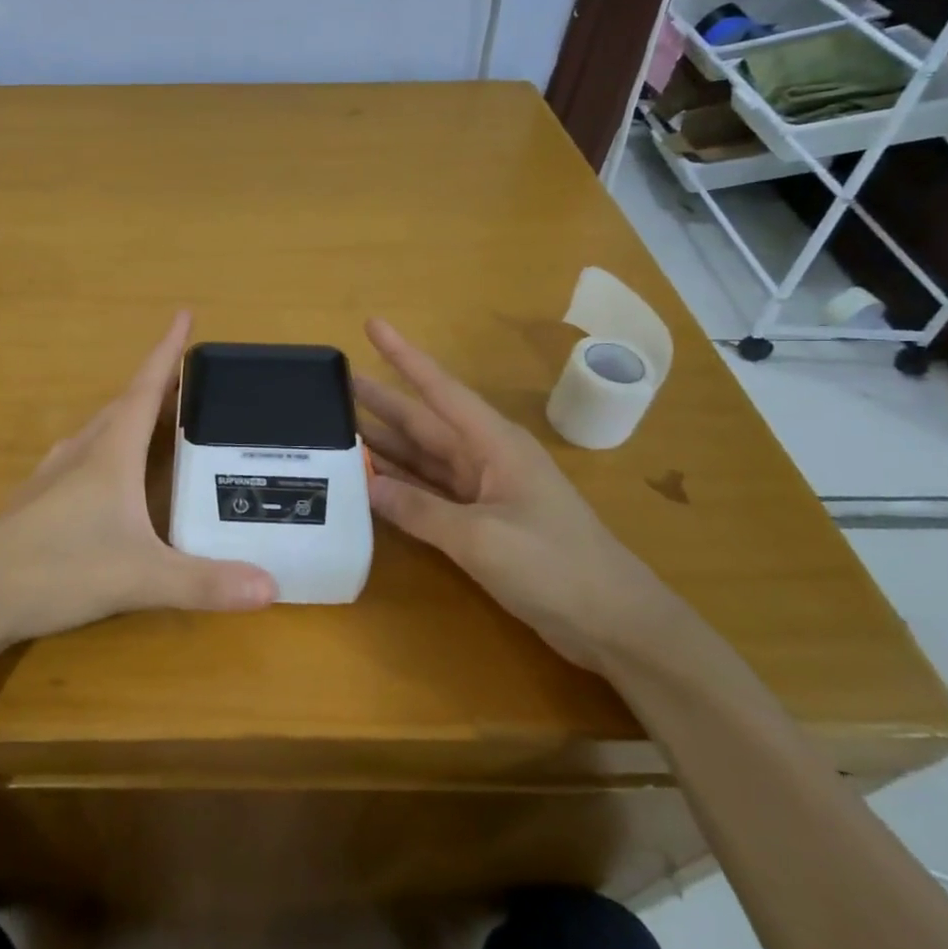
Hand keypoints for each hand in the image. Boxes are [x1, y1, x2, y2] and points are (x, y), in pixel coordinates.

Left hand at [0, 311, 276, 648]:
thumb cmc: (58, 570)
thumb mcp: (140, 577)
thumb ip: (205, 582)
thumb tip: (273, 588)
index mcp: (109, 454)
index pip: (145, 388)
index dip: (167, 351)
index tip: (184, 313)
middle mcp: (80, 454)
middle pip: (123, 406)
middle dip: (157, 386)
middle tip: (190, 381)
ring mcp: (52, 477)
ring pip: (98, 432)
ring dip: (129, 418)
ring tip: (155, 422)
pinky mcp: (35, 503)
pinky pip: (80, 460)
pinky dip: (105, 452)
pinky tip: (106, 477)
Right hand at [354, 318, 683, 670]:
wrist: (614, 623)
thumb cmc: (554, 565)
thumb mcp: (481, 536)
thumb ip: (419, 509)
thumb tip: (365, 485)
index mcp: (494, 444)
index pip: (439, 388)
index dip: (404, 356)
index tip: (372, 325)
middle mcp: (485, 458)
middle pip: (423, 421)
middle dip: (382, 400)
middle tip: (334, 386)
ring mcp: (483, 491)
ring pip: (422, 457)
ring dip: (384, 445)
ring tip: (338, 429)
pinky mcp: (480, 522)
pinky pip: (429, 492)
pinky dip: (400, 485)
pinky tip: (368, 481)